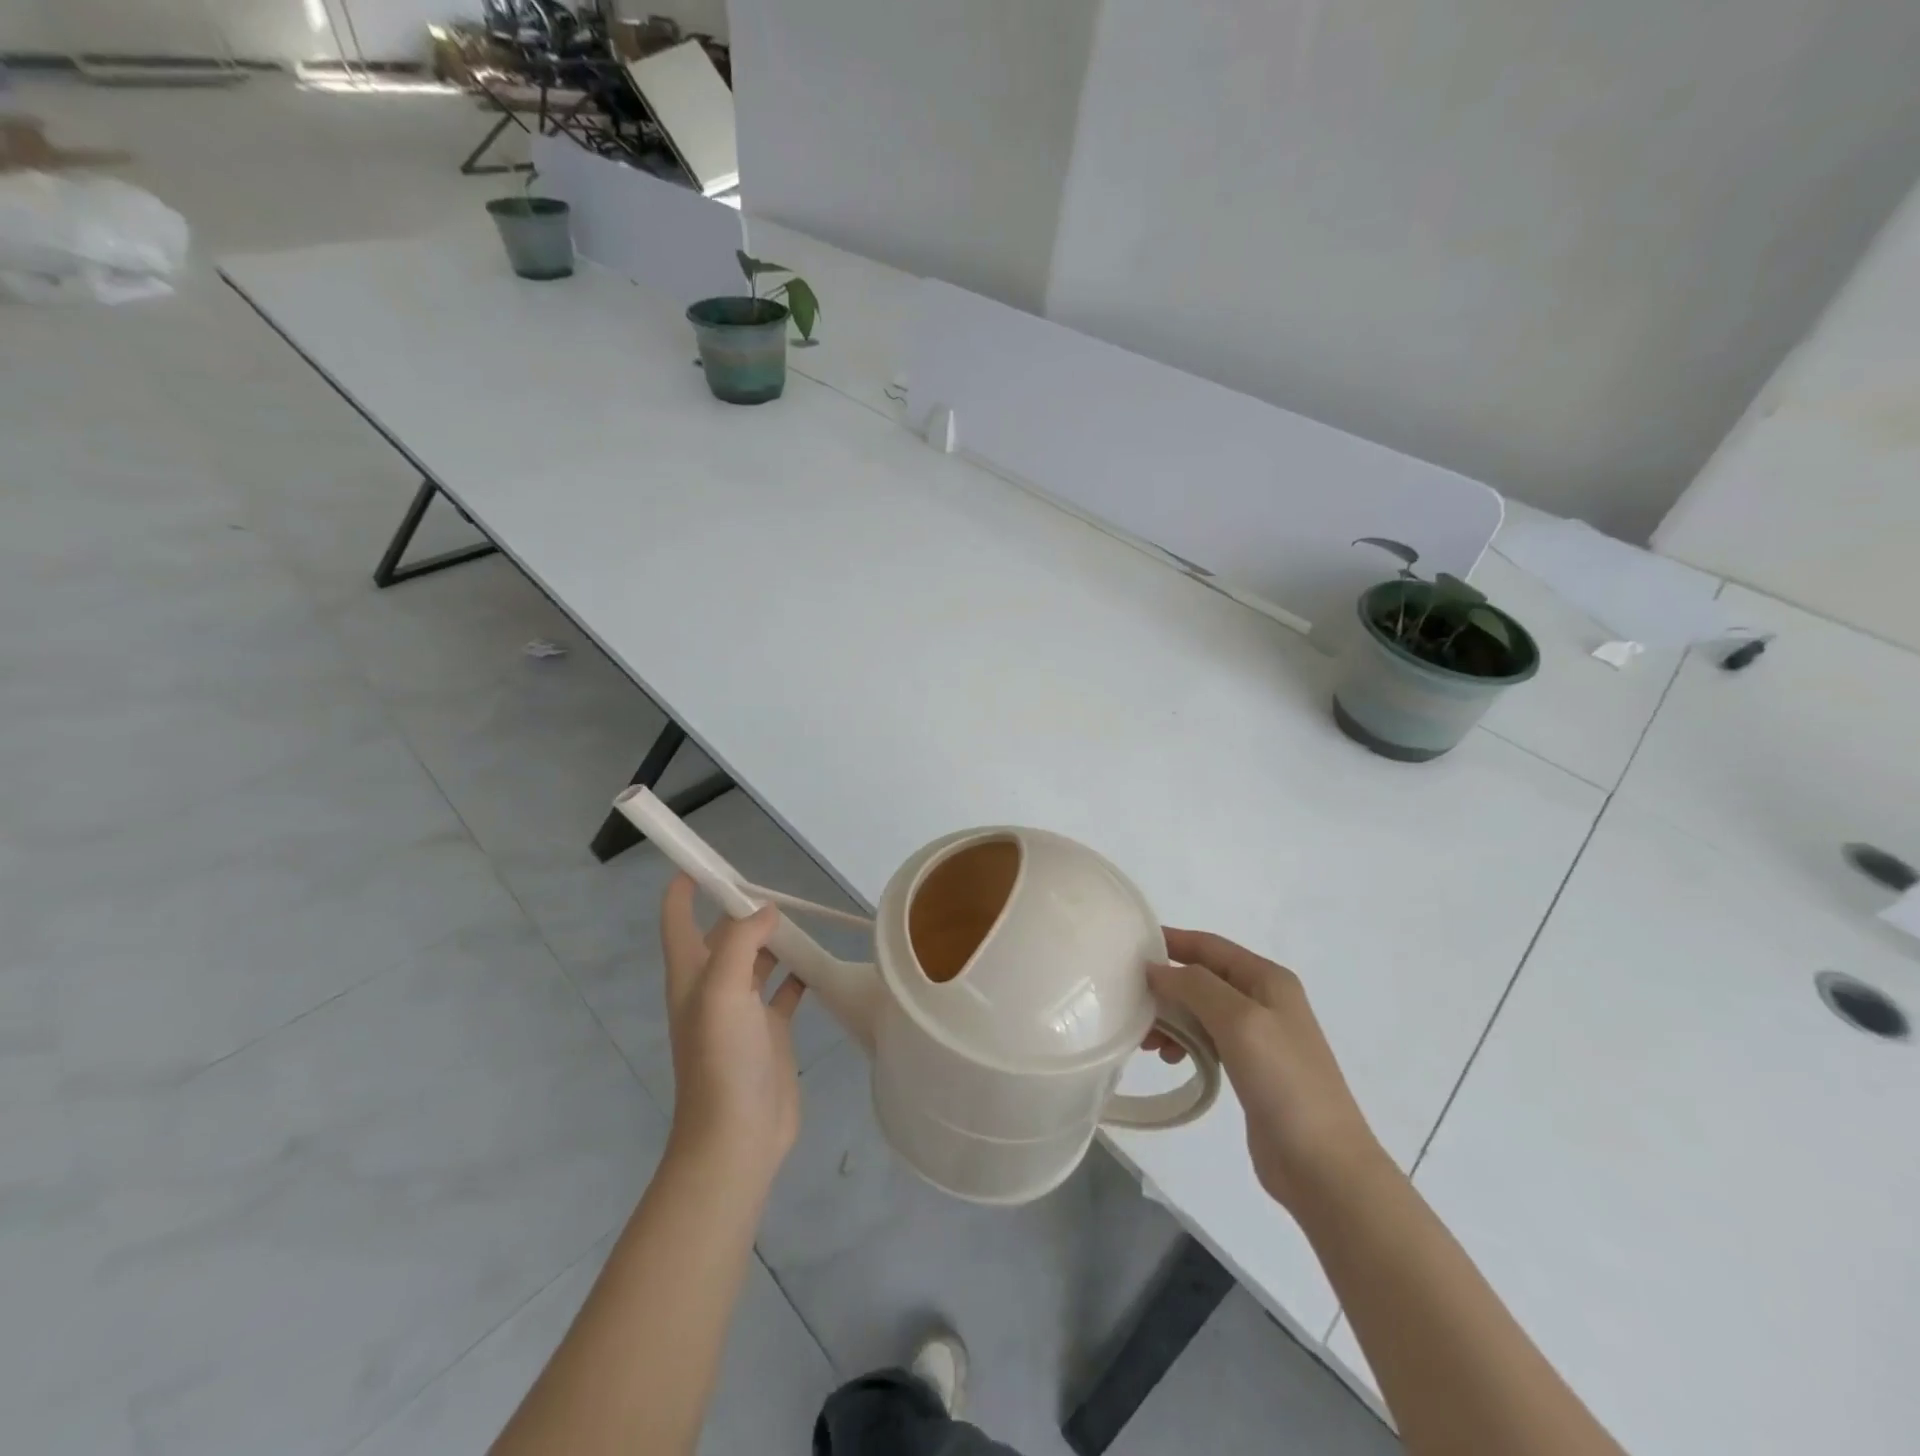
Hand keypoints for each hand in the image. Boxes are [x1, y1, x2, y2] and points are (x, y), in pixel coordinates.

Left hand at [659, 875, 805, 1182]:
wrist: (738, 1137)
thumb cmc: (722, 1060)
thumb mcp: (722, 992)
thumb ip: (739, 942)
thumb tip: (764, 909)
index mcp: (691, 974)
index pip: (678, 919)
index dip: (685, 888)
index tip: (707, 858)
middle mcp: (713, 986)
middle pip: (723, 934)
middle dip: (741, 908)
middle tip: (775, 885)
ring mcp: (743, 1009)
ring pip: (757, 958)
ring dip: (773, 937)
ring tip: (802, 916)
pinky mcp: (770, 1029)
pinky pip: (784, 988)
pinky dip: (798, 971)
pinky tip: (818, 961)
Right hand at [1148, 929, 1389, 1213]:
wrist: (1324, 1166)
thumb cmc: (1284, 1082)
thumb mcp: (1238, 1020)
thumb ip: (1195, 986)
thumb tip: (1155, 969)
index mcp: (1268, 979)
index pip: (1209, 945)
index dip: (1171, 941)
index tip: (1129, 947)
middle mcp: (1264, 1001)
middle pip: (1202, 978)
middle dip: (1166, 986)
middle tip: (1132, 1004)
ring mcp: (1259, 1037)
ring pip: (1201, 1011)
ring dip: (1172, 1018)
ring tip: (1148, 1042)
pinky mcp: (1251, 1070)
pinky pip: (1207, 1041)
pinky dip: (1184, 1042)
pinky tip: (1170, 1059)